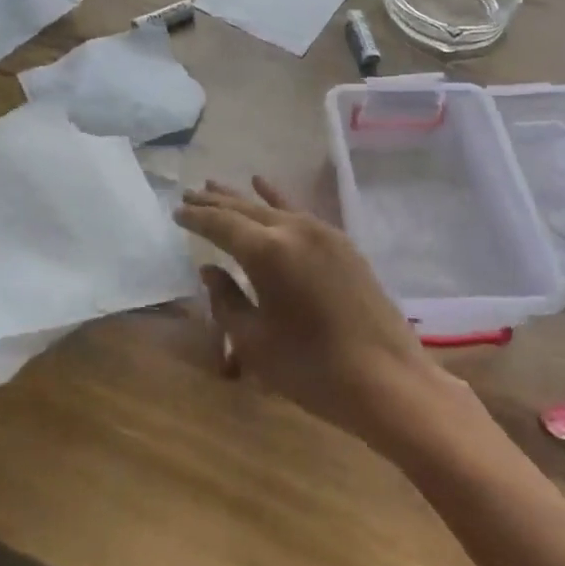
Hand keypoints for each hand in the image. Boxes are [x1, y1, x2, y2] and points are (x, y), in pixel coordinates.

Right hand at [175, 178, 460, 456]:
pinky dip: (277, 199)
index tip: (176, 212)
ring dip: (242, 198)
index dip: (196, 219)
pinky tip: (265, 186)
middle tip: (189, 194)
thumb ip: (226, 301)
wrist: (388, 380)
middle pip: (245, 209)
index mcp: (267, 252)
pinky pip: (299, 212)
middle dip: (214, 202)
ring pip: (272, 207)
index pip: (221, 225)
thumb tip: (210, 270)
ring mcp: (322, 232)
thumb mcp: (255, 343)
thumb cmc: (312, 369)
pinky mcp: (341, 243)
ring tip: (215, 186)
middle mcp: (293, 230)